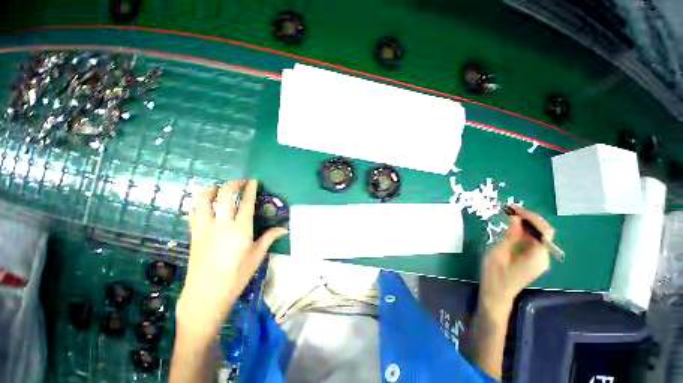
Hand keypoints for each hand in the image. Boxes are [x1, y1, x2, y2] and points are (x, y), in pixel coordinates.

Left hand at [176, 180, 287, 338]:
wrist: (206, 294)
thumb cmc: (236, 276)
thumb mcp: (257, 256)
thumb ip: (269, 238)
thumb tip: (284, 229)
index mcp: (240, 229)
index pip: (246, 203)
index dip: (250, 189)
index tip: (253, 181)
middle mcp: (221, 225)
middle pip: (223, 196)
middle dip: (232, 184)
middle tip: (240, 182)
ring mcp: (204, 229)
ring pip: (202, 201)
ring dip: (211, 190)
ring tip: (218, 188)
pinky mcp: (194, 235)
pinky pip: (193, 213)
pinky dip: (199, 204)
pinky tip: (204, 204)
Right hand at [478, 206, 553, 316]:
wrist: (496, 293)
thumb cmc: (495, 275)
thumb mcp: (499, 253)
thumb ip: (510, 236)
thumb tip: (515, 218)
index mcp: (537, 257)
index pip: (543, 232)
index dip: (531, 218)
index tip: (515, 209)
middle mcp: (543, 257)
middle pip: (544, 233)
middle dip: (530, 219)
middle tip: (512, 210)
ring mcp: (539, 259)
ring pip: (539, 236)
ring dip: (527, 224)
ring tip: (510, 214)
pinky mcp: (533, 260)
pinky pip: (533, 241)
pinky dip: (525, 231)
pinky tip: (513, 226)